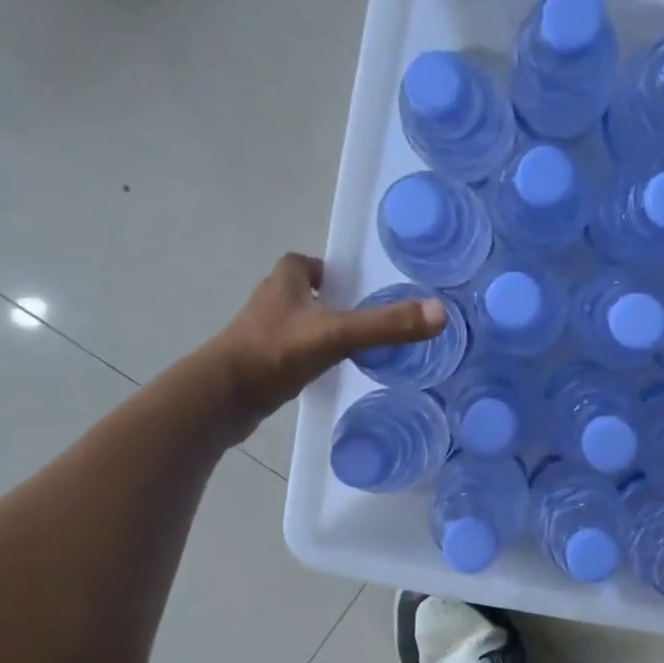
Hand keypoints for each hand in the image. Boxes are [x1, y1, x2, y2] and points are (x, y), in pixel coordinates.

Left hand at [206, 254, 445, 429]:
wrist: (222, 398)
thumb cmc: (275, 354)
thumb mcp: (338, 335)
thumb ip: (386, 325)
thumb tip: (441, 313)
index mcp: (283, 285)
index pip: (301, 263)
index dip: (323, 270)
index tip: (348, 285)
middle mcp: (268, 305)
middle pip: (298, 293)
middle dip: (325, 301)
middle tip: (359, 318)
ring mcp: (258, 338)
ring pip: (292, 325)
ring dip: (316, 331)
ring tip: (349, 348)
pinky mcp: (256, 367)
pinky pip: (287, 355)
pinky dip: (305, 359)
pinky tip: (325, 375)